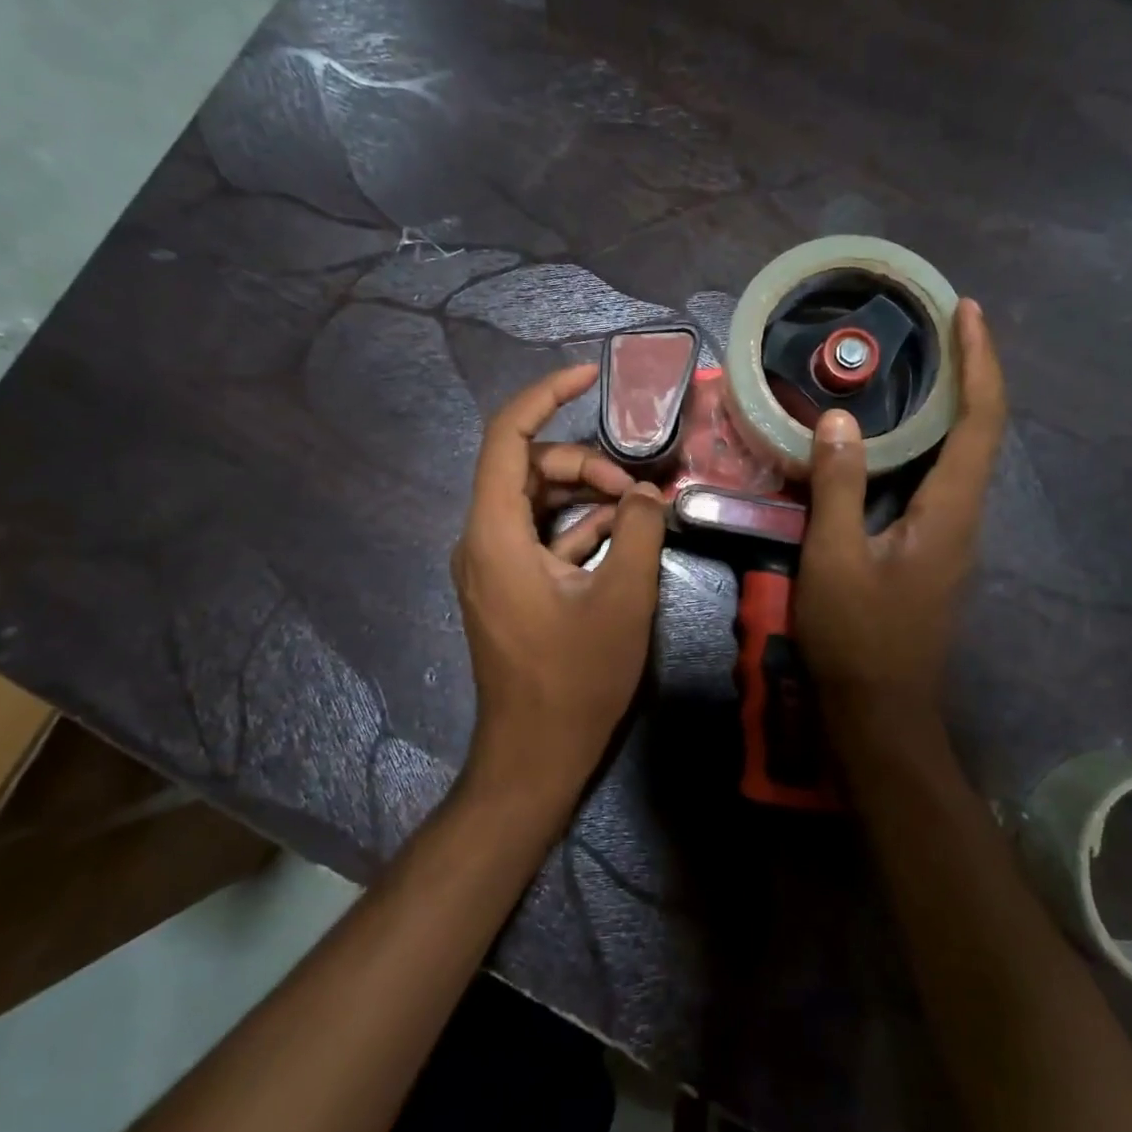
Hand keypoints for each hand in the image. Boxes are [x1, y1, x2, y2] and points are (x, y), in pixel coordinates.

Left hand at [452, 364, 667, 810]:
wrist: (534, 756)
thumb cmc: (574, 680)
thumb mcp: (623, 599)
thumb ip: (640, 531)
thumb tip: (648, 493)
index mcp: (495, 532)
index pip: (507, 436)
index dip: (546, 394)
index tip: (590, 376)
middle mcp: (482, 539)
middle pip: (528, 467)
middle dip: (585, 464)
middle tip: (640, 490)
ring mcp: (493, 564)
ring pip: (536, 501)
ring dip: (587, 496)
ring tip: (640, 510)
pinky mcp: (508, 585)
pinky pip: (540, 536)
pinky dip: (578, 527)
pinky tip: (623, 535)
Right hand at [796, 299, 1006, 729]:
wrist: (880, 712)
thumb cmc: (857, 638)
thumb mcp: (835, 559)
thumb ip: (838, 487)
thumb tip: (840, 421)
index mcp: (950, 513)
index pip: (980, 422)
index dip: (980, 362)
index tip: (966, 311)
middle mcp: (964, 519)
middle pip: (981, 432)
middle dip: (970, 374)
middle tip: (938, 330)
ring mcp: (952, 539)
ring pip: (962, 458)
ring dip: (951, 407)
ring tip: (919, 369)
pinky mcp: (933, 553)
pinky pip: (939, 482)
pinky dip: (928, 444)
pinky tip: (893, 441)